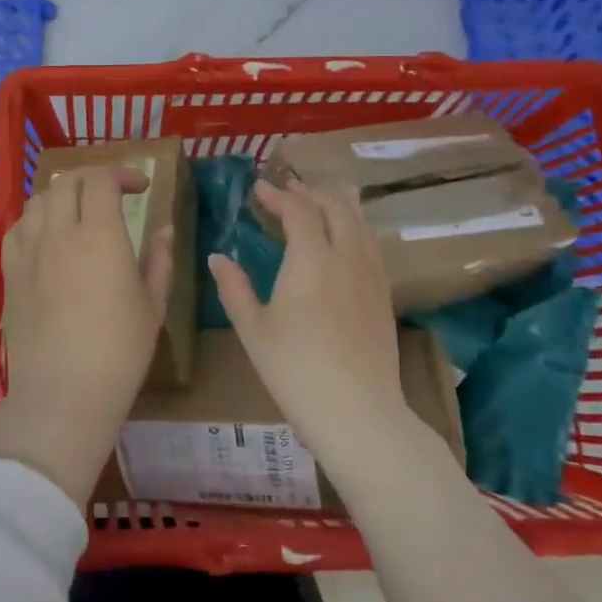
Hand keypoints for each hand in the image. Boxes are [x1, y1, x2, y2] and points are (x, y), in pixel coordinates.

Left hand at [0, 164, 174, 505]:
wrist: (62, 394)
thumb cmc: (119, 352)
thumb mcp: (153, 305)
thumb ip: (160, 260)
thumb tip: (163, 229)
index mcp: (99, 236)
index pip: (102, 179)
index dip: (122, 173)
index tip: (140, 187)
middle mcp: (59, 233)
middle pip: (67, 181)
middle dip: (93, 178)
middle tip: (112, 194)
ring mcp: (29, 251)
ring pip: (38, 199)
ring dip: (62, 194)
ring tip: (79, 212)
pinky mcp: (10, 273)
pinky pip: (17, 228)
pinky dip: (35, 218)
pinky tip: (47, 236)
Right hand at [207, 178, 405, 472]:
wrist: (357, 412)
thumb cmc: (295, 370)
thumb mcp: (253, 330)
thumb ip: (234, 288)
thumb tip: (217, 257)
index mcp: (311, 259)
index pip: (298, 210)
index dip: (278, 195)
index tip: (258, 188)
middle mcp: (346, 256)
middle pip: (335, 207)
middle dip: (311, 192)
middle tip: (289, 189)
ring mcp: (371, 275)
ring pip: (360, 223)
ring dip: (338, 204)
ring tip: (321, 201)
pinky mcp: (385, 295)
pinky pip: (372, 245)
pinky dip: (356, 228)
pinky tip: (347, 240)